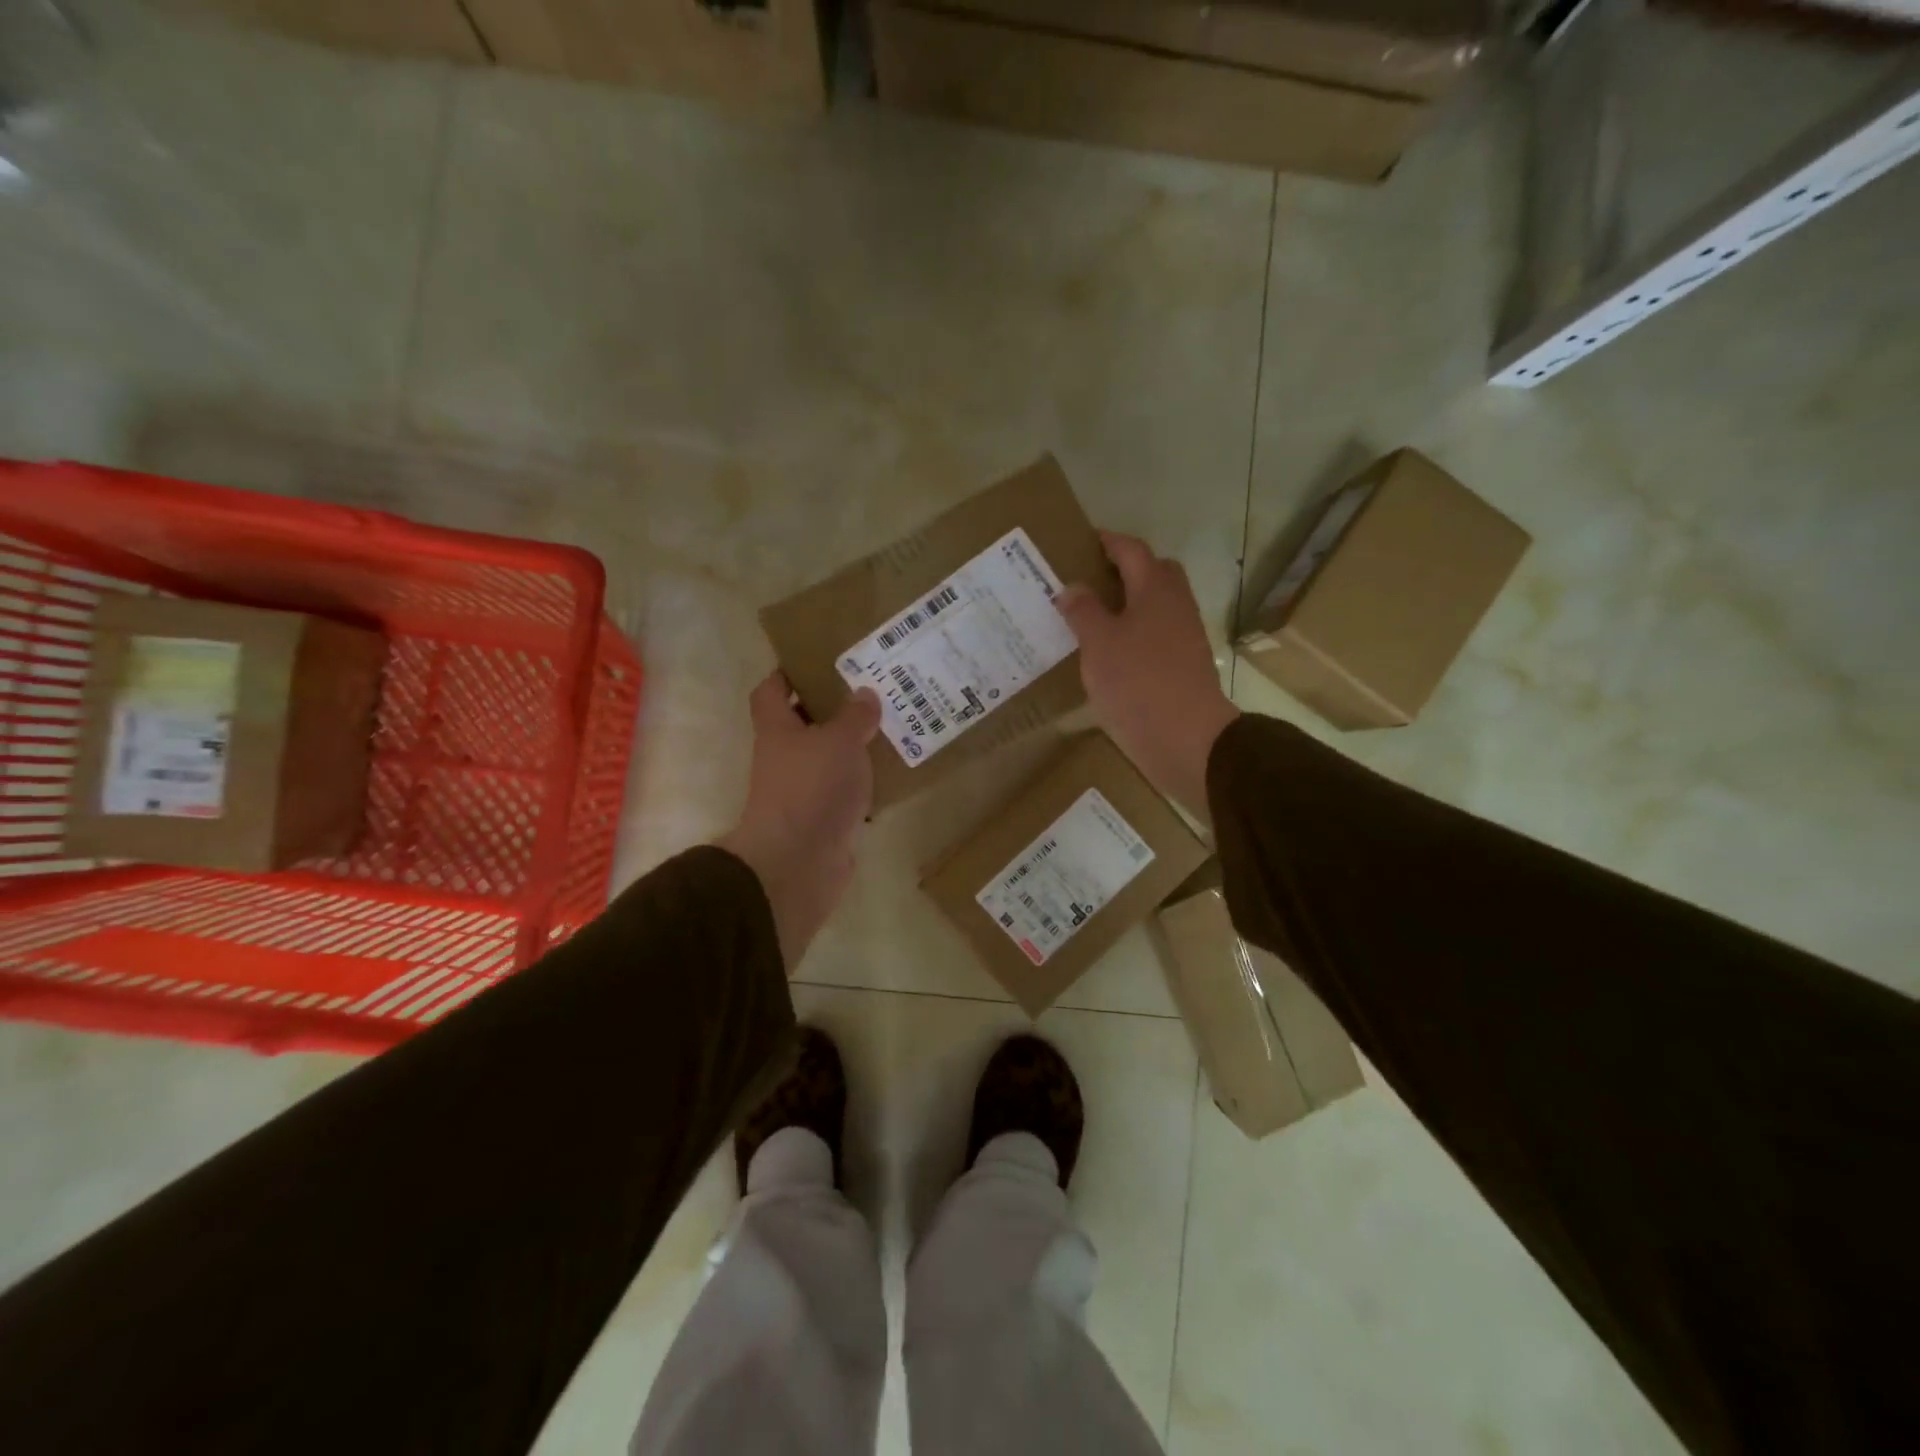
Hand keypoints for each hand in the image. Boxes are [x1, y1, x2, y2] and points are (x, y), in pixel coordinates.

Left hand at [717, 673, 881, 971]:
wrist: (799, 863)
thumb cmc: (811, 788)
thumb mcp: (838, 740)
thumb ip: (854, 716)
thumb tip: (864, 695)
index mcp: (777, 730)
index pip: (771, 691)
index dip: (788, 673)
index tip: (818, 662)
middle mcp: (785, 757)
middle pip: (804, 724)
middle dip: (834, 709)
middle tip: (871, 691)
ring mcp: (803, 791)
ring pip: (829, 759)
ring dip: (854, 747)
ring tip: (891, 727)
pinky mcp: (823, 819)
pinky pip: (845, 792)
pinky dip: (865, 783)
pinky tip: (894, 773)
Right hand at [1057, 531, 1238, 818]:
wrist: (1186, 737)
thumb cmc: (1138, 682)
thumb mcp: (1099, 643)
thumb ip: (1084, 611)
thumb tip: (1073, 588)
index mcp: (1155, 589)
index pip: (1132, 550)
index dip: (1108, 541)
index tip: (1083, 541)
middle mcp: (1175, 605)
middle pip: (1153, 572)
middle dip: (1124, 570)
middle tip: (1088, 580)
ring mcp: (1183, 636)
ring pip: (1155, 606)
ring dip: (1128, 604)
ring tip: (1091, 618)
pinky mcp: (1183, 665)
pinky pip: (1156, 635)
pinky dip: (1134, 633)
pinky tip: (1110, 652)